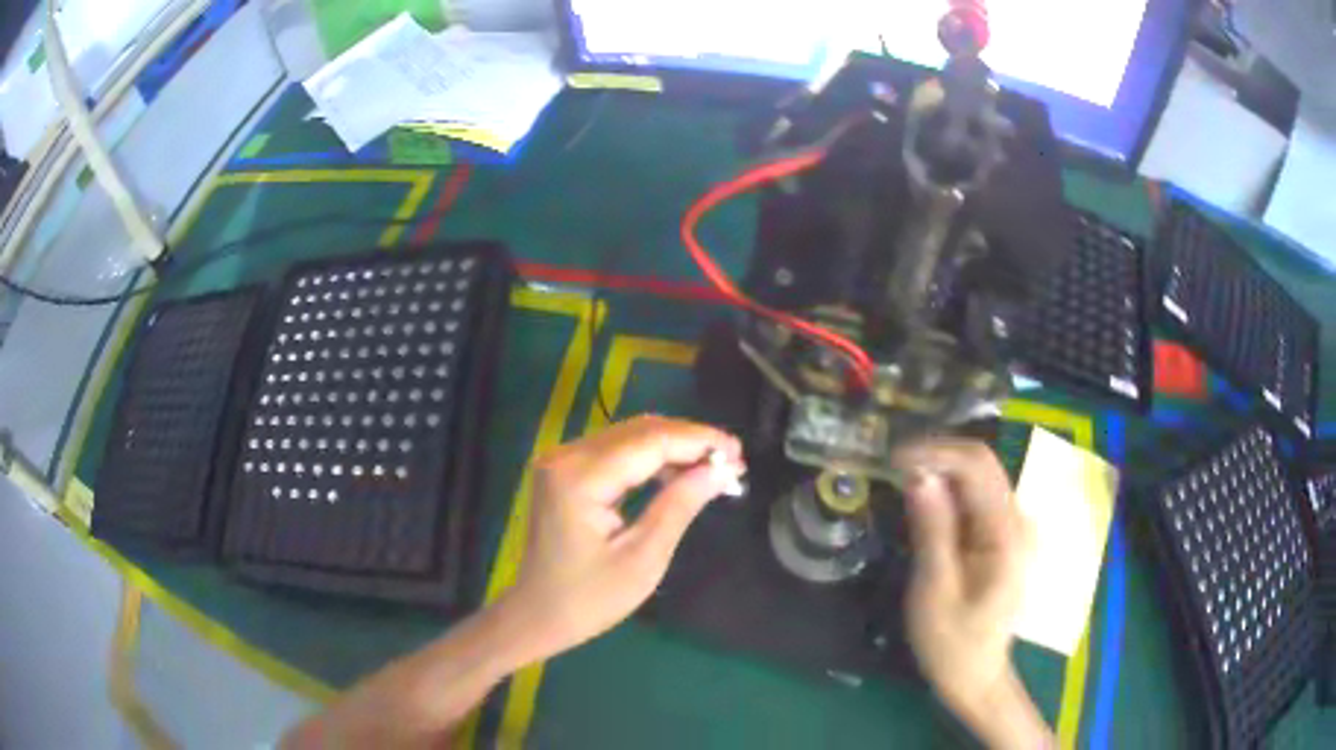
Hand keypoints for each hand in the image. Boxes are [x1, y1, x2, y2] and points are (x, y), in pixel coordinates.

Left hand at [504, 415, 744, 660]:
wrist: (537, 614)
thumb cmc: (590, 599)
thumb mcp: (643, 558)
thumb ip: (680, 505)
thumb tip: (721, 470)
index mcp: (580, 477)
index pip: (651, 441)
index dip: (699, 441)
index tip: (739, 453)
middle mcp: (566, 456)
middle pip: (640, 431)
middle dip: (690, 441)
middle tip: (733, 462)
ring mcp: (562, 461)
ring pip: (630, 436)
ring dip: (673, 447)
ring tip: (714, 467)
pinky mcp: (565, 471)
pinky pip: (616, 452)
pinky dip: (651, 459)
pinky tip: (678, 474)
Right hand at [893, 439, 1049, 748]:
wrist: (976, 675)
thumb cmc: (953, 643)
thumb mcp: (935, 589)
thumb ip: (932, 529)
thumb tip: (917, 475)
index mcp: (1007, 533)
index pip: (978, 466)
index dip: (936, 452)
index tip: (893, 459)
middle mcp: (1017, 519)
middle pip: (982, 465)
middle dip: (937, 457)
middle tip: (892, 467)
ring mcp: (1012, 526)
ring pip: (978, 478)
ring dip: (941, 473)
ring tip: (900, 480)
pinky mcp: (1002, 535)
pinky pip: (975, 499)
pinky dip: (947, 493)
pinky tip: (922, 503)